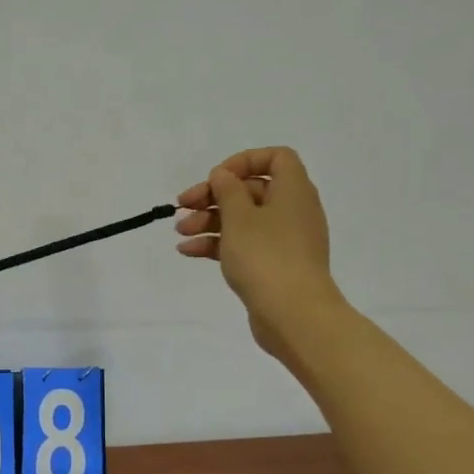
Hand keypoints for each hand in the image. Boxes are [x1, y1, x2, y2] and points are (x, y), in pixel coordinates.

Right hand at [176, 146, 344, 364]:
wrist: (293, 314)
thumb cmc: (266, 256)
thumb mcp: (239, 216)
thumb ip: (227, 190)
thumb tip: (223, 175)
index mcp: (293, 191)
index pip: (276, 158)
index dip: (244, 161)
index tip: (216, 177)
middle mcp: (292, 210)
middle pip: (251, 190)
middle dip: (214, 196)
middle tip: (183, 206)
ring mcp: (284, 240)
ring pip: (243, 219)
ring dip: (209, 221)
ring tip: (180, 232)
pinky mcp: (273, 265)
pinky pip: (243, 244)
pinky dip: (217, 244)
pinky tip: (188, 251)